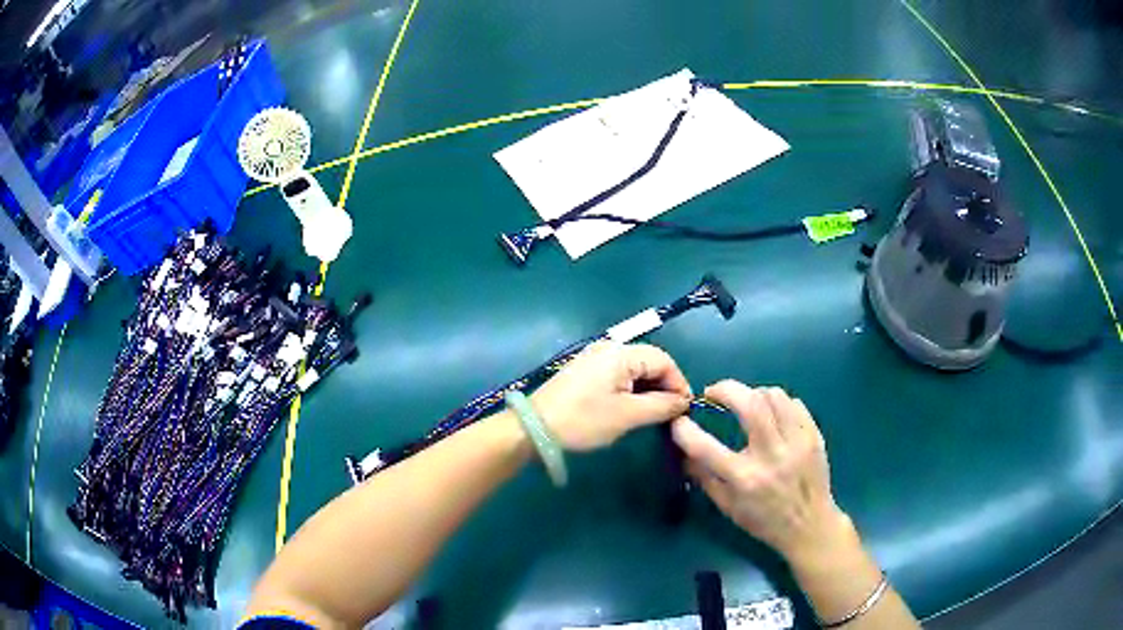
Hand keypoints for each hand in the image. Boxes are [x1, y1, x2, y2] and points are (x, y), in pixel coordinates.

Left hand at [531, 342, 691, 450]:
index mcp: (620, 353)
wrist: (534, 428)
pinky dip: (632, 389)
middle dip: (664, 385)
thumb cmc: (583, 421)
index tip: (685, 409)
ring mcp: (594, 358)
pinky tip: (634, 408)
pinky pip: (618, 374)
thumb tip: (684, 402)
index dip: (678, 383)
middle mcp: (609, 348)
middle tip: (672, 413)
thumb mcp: (627, 415)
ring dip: (649, 389)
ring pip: (634, 369)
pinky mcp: (585, 371)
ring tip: (656, 414)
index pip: (663, 360)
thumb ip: (661, 406)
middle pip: (649, 361)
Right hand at [672, 381, 853, 565]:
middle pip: (750, 403)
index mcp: (745, 479)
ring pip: (774, 396)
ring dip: (753, 394)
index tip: (679, 422)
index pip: (706, 448)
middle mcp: (772, 456)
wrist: (809, 526)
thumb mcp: (727, 507)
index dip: (685, 431)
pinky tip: (772, 416)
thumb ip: (704, 477)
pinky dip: (778, 403)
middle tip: (713, 393)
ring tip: (746, 405)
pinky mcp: (814, 436)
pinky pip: (794, 404)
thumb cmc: (764, 521)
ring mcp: (797, 443)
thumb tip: (683, 451)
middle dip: (725, 389)